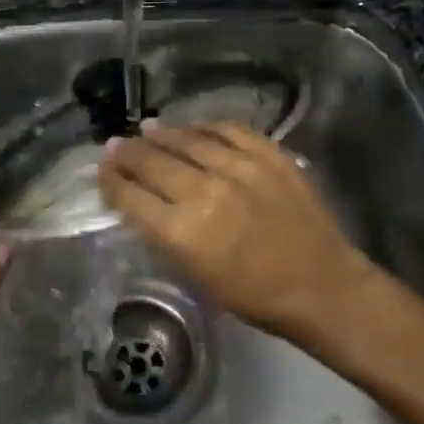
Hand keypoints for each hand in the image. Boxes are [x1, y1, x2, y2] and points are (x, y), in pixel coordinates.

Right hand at [97, 122, 378, 344]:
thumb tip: (144, 204)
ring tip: (148, 129)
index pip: (131, 196)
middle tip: (115, 145)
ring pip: (189, 139)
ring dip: (163, 133)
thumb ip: (166, 236)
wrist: (320, 285)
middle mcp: (204, 192)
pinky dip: (207, 127)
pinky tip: (196, 127)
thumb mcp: (196, 276)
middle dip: (128, 153)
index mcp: (182, 231)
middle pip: (153, 162)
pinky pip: (230, 130)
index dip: (111, 180)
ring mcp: (239, 168)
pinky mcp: (269, 155)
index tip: (103, 170)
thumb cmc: (254, 295)